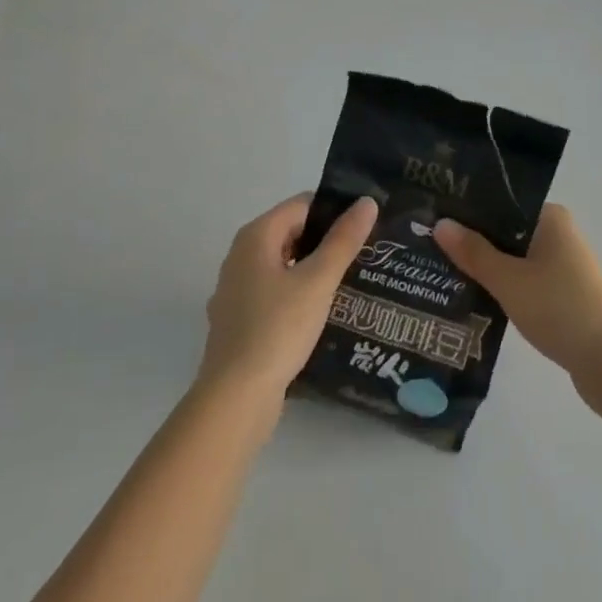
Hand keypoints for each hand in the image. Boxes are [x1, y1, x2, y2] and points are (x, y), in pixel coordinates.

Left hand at [198, 193, 377, 403]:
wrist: (234, 400)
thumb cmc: (277, 329)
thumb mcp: (318, 281)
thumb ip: (343, 240)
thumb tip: (366, 201)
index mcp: (256, 236)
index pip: (302, 205)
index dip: (334, 211)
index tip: (365, 226)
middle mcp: (240, 256)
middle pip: (291, 233)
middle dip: (325, 241)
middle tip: (363, 254)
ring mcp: (235, 290)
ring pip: (283, 266)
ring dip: (312, 270)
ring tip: (349, 282)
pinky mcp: (238, 321)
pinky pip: (274, 293)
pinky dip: (296, 295)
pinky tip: (319, 314)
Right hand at [435, 205, 601, 386]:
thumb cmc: (559, 308)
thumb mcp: (509, 279)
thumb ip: (474, 253)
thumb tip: (440, 223)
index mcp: (550, 217)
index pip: (502, 202)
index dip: (470, 210)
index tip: (435, 218)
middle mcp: (558, 234)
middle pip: (506, 231)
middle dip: (473, 241)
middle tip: (431, 247)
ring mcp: (563, 266)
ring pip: (514, 258)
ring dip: (487, 267)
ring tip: (444, 272)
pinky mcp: (563, 294)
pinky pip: (524, 280)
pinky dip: (503, 287)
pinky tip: (475, 298)